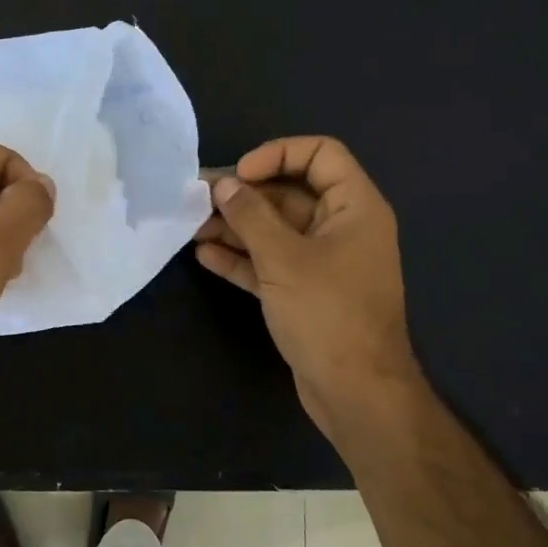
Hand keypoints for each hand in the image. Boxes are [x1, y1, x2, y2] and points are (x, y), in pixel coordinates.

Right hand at [194, 136, 422, 435]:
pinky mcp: (304, 292)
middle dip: (243, 196)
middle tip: (197, 200)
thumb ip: (250, 216)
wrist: (355, 391)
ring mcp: (322, 262)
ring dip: (235, 227)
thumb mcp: (283, 258)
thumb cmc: (327, 313)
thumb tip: (223, 185)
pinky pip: (270, 263)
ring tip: (192, 227)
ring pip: (275, 230)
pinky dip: (241, 258)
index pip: (320, 154)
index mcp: (354, 207)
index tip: (240, 176)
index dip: (277, 155)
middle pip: (289, 193)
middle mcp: (341, 228)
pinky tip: (205, 256)